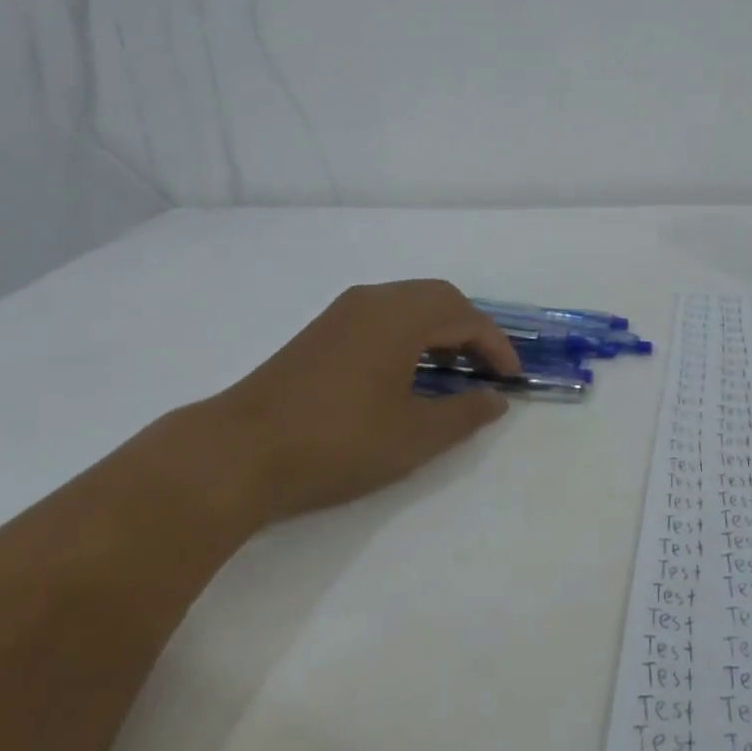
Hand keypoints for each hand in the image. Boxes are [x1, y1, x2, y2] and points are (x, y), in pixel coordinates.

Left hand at [198, 280, 520, 523]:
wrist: (239, 452)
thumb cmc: (337, 441)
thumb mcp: (413, 435)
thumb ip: (464, 414)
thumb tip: (496, 399)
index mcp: (400, 315)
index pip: (466, 317)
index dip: (496, 346)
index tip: (512, 378)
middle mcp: (374, 299)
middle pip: (439, 298)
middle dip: (471, 330)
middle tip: (486, 369)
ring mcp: (343, 311)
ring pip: (408, 304)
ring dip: (439, 329)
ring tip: (453, 370)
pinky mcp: (322, 330)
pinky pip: (383, 315)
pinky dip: (410, 333)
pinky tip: (407, 371)